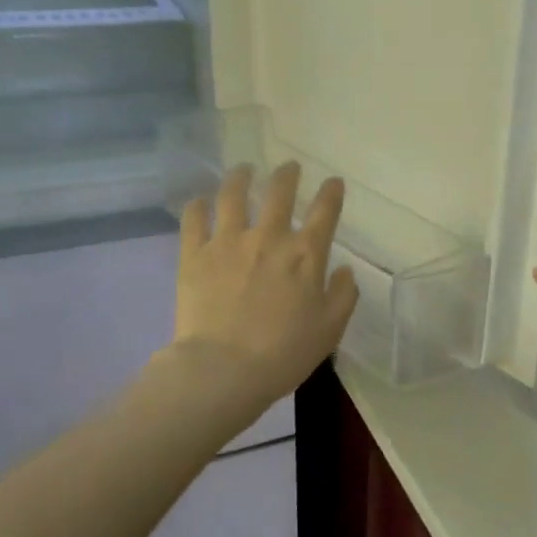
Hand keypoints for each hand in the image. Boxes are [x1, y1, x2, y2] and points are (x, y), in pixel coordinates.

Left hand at [174, 162, 360, 406]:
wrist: (223, 369)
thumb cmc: (284, 353)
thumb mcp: (330, 329)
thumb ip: (343, 295)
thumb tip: (343, 270)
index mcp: (305, 254)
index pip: (325, 211)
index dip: (332, 192)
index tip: (334, 182)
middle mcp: (268, 237)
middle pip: (279, 192)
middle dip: (287, 174)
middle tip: (289, 168)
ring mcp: (228, 242)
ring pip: (233, 195)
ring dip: (241, 177)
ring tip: (244, 170)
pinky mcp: (195, 254)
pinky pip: (194, 219)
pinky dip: (198, 205)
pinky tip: (200, 201)